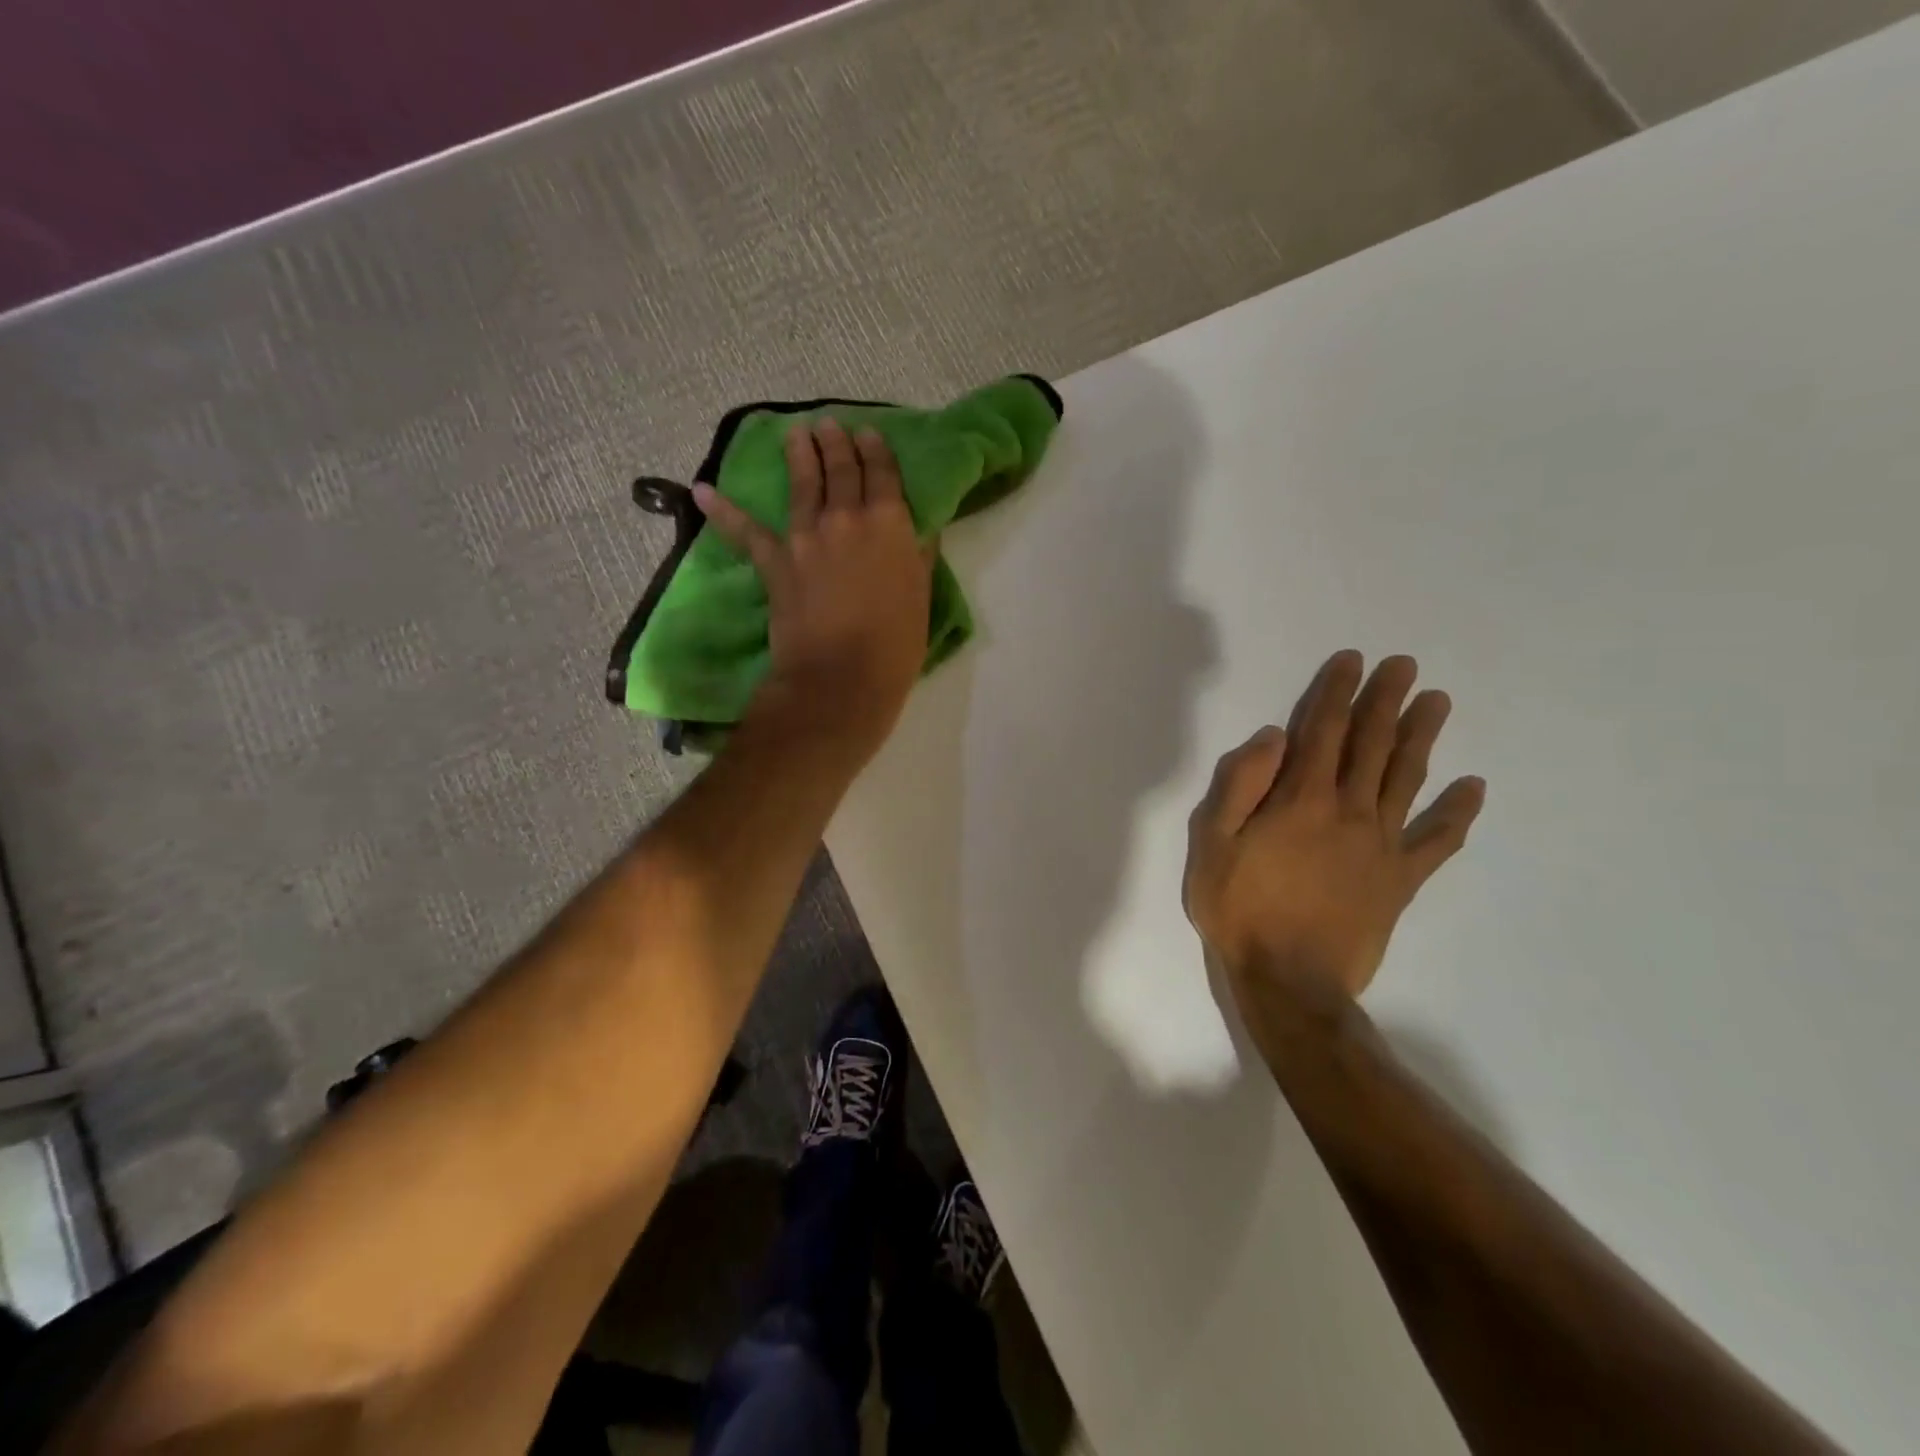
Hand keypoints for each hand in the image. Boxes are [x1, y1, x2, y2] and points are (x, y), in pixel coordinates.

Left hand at [695, 418, 933, 762]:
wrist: (842, 678)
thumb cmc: (895, 644)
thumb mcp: (920, 596)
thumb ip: (918, 556)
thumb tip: (919, 530)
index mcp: (890, 525)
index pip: (883, 474)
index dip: (876, 450)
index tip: (869, 432)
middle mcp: (847, 519)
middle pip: (841, 470)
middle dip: (837, 442)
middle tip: (829, 424)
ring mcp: (806, 538)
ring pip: (803, 485)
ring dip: (799, 454)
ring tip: (795, 433)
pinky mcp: (775, 562)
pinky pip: (746, 532)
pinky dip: (724, 511)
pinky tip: (703, 490)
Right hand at [1184, 650, 1484, 1023]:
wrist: (1290, 982)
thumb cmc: (1240, 910)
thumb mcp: (1213, 846)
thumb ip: (1240, 787)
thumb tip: (1272, 738)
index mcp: (1301, 800)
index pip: (1322, 732)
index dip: (1337, 693)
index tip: (1352, 661)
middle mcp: (1348, 811)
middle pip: (1371, 745)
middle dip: (1386, 701)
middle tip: (1405, 666)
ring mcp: (1382, 845)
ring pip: (1407, 779)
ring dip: (1422, 737)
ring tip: (1437, 702)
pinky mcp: (1401, 880)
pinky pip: (1436, 841)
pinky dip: (1457, 815)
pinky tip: (1474, 789)